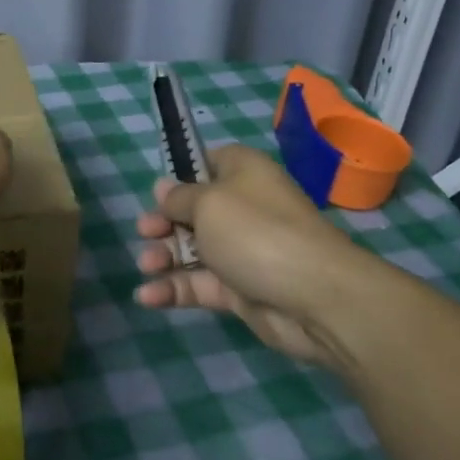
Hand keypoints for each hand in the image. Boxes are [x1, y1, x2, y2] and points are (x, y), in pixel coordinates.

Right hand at [133, 144, 371, 372]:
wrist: (314, 297)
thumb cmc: (256, 232)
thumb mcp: (207, 203)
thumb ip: (178, 198)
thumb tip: (163, 188)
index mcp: (242, 173)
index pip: (207, 163)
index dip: (179, 175)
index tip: (156, 191)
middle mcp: (243, 208)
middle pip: (192, 211)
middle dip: (163, 222)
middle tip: (144, 232)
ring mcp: (241, 251)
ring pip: (191, 250)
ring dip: (163, 257)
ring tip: (147, 266)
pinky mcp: (239, 289)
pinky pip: (199, 284)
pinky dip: (173, 289)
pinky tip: (148, 296)